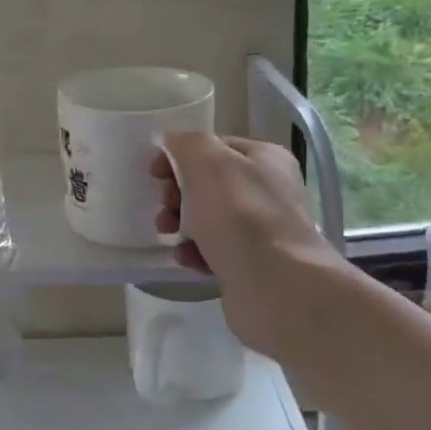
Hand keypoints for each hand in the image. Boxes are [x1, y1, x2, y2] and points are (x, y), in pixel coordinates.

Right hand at [150, 133, 345, 352]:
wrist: (276, 287)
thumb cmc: (240, 216)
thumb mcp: (208, 163)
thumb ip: (187, 143)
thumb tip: (172, 142)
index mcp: (265, 159)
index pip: (213, 147)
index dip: (179, 155)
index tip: (154, 173)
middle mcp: (268, 190)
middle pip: (208, 183)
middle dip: (177, 192)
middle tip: (164, 206)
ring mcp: (262, 230)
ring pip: (208, 218)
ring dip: (180, 223)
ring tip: (168, 233)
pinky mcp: (252, 264)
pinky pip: (214, 251)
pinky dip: (195, 252)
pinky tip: (186, 258)